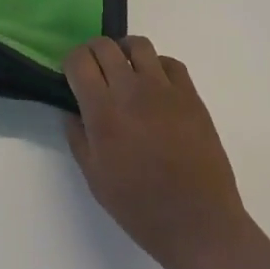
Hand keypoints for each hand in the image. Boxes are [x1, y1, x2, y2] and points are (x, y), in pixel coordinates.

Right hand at [64, 37, 254, 268]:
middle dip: (93, 53)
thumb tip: (73, 109)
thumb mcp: (95, 178)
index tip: (72, 76)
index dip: (71, 63)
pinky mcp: (191, 95)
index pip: (78, 60)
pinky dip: (157, 66)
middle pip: (105, 45)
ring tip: (124, 71)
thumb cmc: (140, 207)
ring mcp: (164, 89)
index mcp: (103, 111)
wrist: (199, 224)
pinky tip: (155, 86)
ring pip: (138, 45)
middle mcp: (131, 90)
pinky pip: (170, 63)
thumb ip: (78, 137)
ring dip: (124, 52)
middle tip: (94, 72)